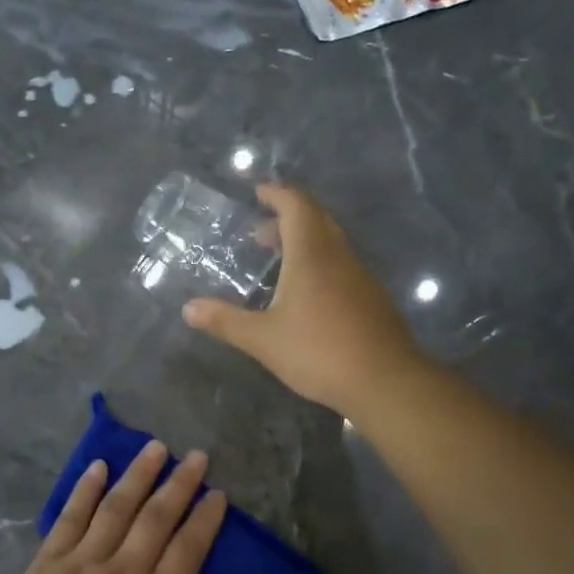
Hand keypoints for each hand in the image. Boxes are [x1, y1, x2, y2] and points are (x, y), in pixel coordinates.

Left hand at [0, 441, 227, 573]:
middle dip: (180, 484)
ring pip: (117, 508)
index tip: (217, 493)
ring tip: (156, 447)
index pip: (188, 550)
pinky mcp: (51, 559)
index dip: (205, 519)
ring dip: (139, 475)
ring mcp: (85, 561)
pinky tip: (99, 466)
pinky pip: (71, 517)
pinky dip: (85, 490)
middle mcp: (124, 572)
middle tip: (196, 456)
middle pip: (156, 519)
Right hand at [182, 183, 425, 416]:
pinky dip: (319, 263)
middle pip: (316, 218)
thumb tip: (188, 309)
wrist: (385, 380)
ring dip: (304, 242)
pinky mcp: (372, 298)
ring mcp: (360, 276)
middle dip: (286, 217)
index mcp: (312, 253)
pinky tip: (306, 295)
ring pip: (331, 243)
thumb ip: (226, 321)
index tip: (258, 192)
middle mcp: (339, 255)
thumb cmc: (319, 351)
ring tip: (278, 263)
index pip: (296, 204)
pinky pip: (342, 265)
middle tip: (259, 233)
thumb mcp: (263, 339)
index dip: (277, 193)